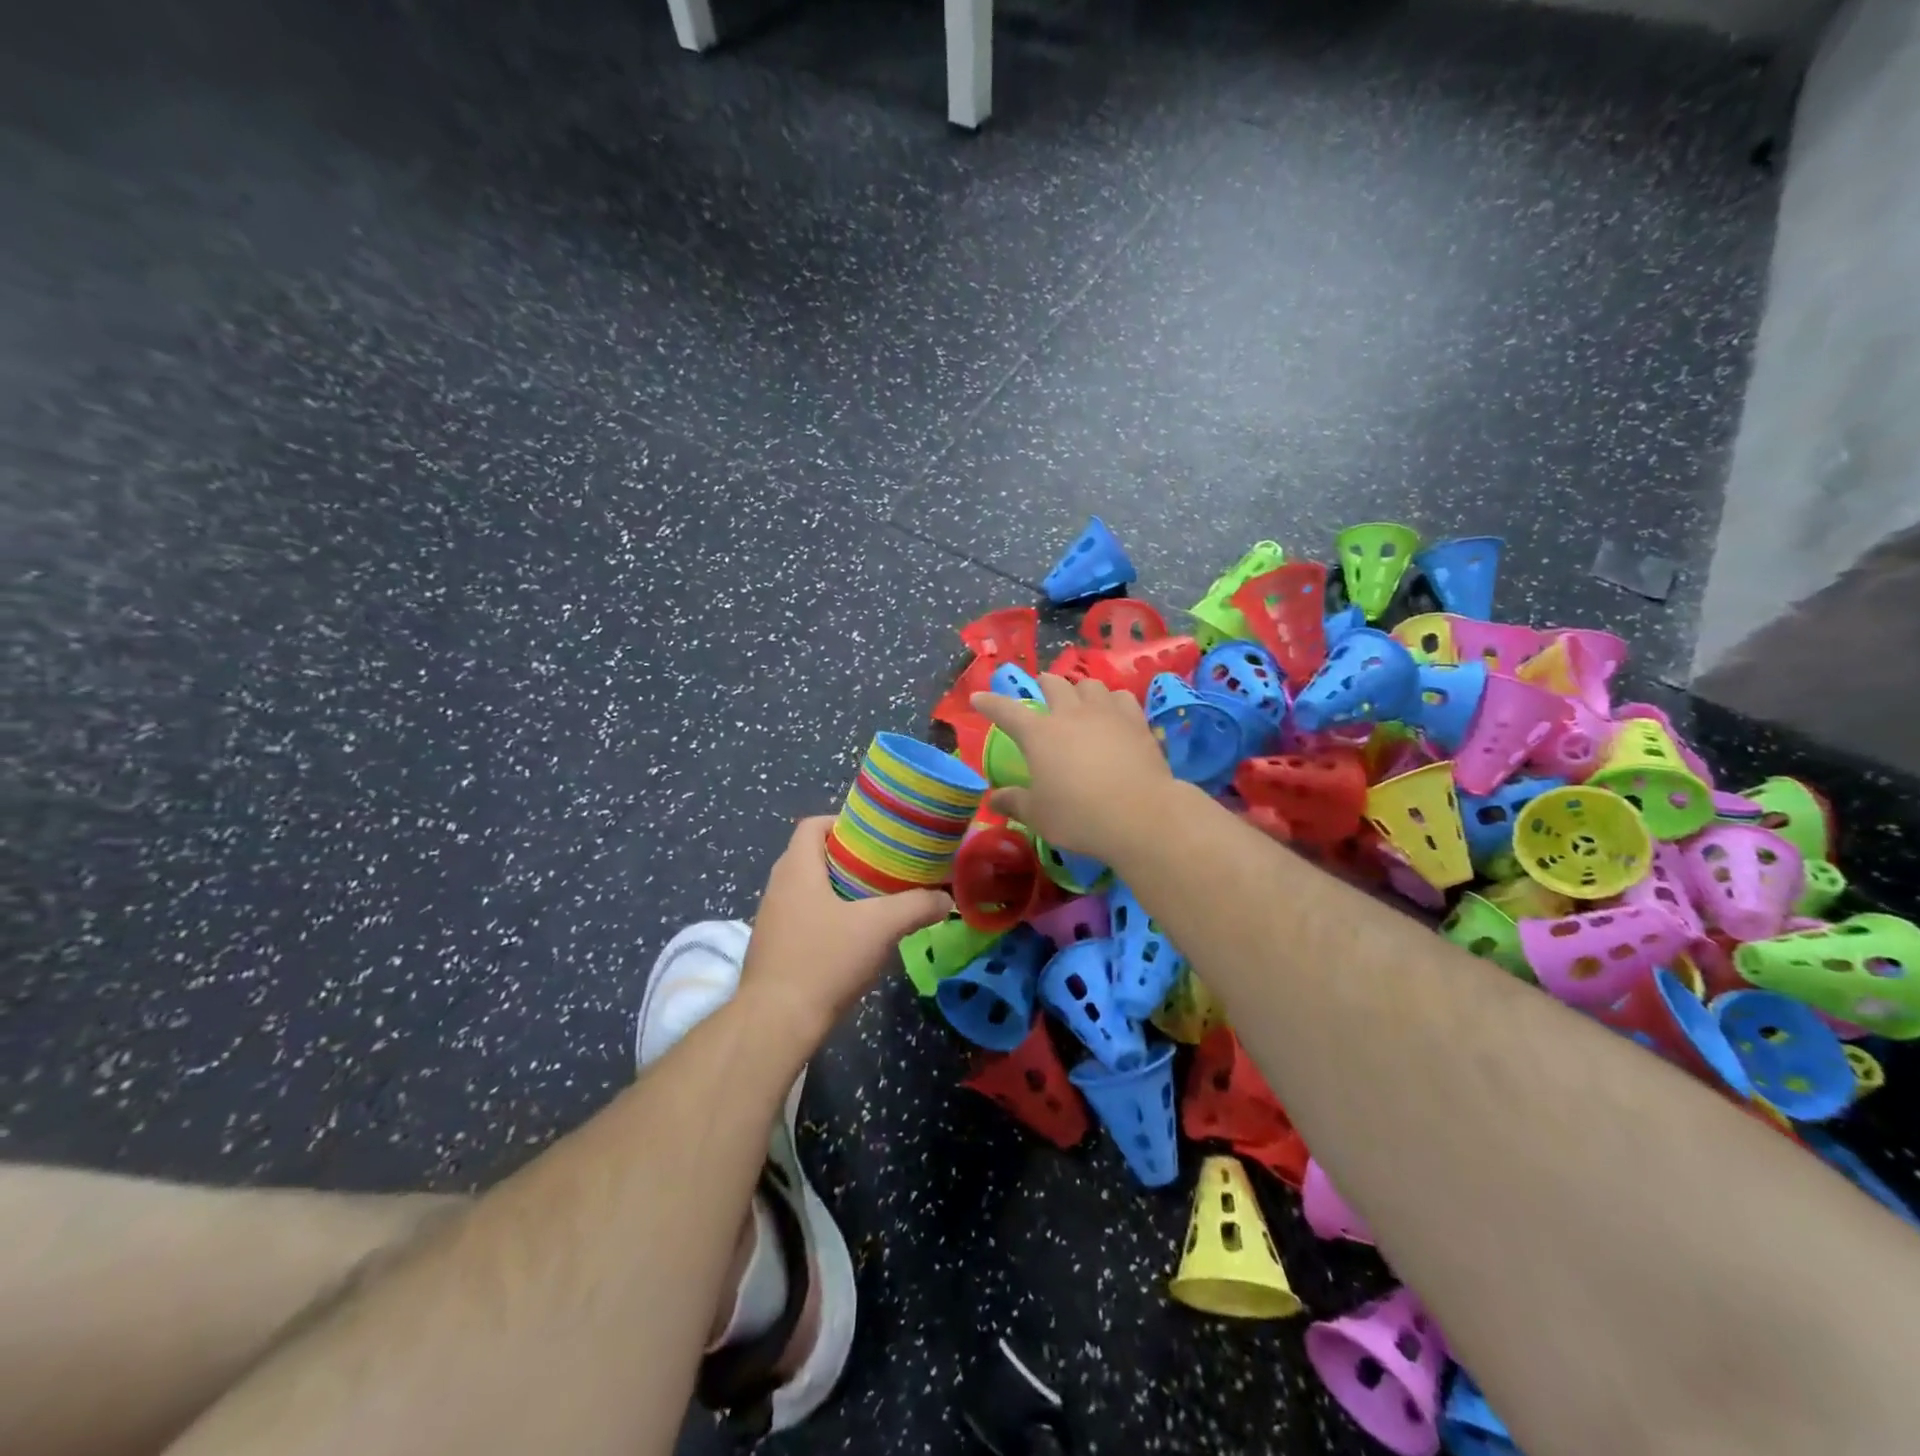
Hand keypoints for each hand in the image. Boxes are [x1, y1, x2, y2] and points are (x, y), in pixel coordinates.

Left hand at [737, 817, 952, 1044]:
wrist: (776, 1023)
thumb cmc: (824, 959)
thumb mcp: (880, 927)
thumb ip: (917, 907)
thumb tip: (946, 898)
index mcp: (796, 868)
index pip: (812, 825)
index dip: (843, 821)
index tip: (876, 834)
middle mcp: (778, 887)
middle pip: (813, 856)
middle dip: (850, 857)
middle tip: (886, 866)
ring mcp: (772, 920)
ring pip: (809, 889)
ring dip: (840, 889)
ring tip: (876, 899)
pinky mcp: (774, 949)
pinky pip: (804, 918)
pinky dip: (829, 917)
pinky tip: (855, 937)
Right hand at [970, 674, 1175, 858]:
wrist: (1141, 815)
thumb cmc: (1079, 816)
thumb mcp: (1039, 815)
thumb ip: (1014, 803)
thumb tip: (993, 799)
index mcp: (1039, 734)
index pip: (1006, 711)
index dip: (990, 703)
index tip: (978, 698)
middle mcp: (1071, 714)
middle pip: (1054, 684)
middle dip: (1043, 683)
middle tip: (1041, 688)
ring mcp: (1107, 714)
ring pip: (1090, 685)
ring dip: (1080, 689)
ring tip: (1080, 699)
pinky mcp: (1137, 722)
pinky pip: (1121, 698)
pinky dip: (1112, 701)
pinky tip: (1114, 712)